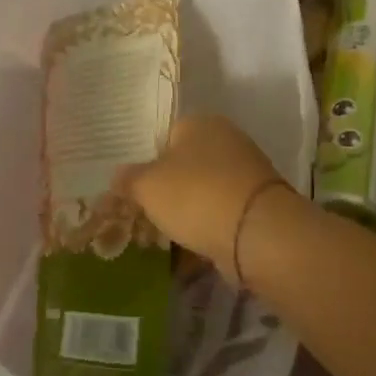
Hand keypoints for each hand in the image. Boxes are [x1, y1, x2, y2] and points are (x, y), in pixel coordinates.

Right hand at [114, 115, 291, 280]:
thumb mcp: (147, 186)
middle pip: (186, 166)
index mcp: (200, 123)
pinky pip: (221, 216)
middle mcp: (227, 140)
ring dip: (187, 214)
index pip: (166, 136)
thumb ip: (128, 179)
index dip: (148, 163)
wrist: (257, 232)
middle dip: (167, 192)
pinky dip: (206, 231)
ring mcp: (246, 173)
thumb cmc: (196, 195)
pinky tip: (189, 253)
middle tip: (145, 218)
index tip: (135, 192)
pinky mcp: (257, 205)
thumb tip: (118, 176)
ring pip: (204, 193)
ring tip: (165, 239)